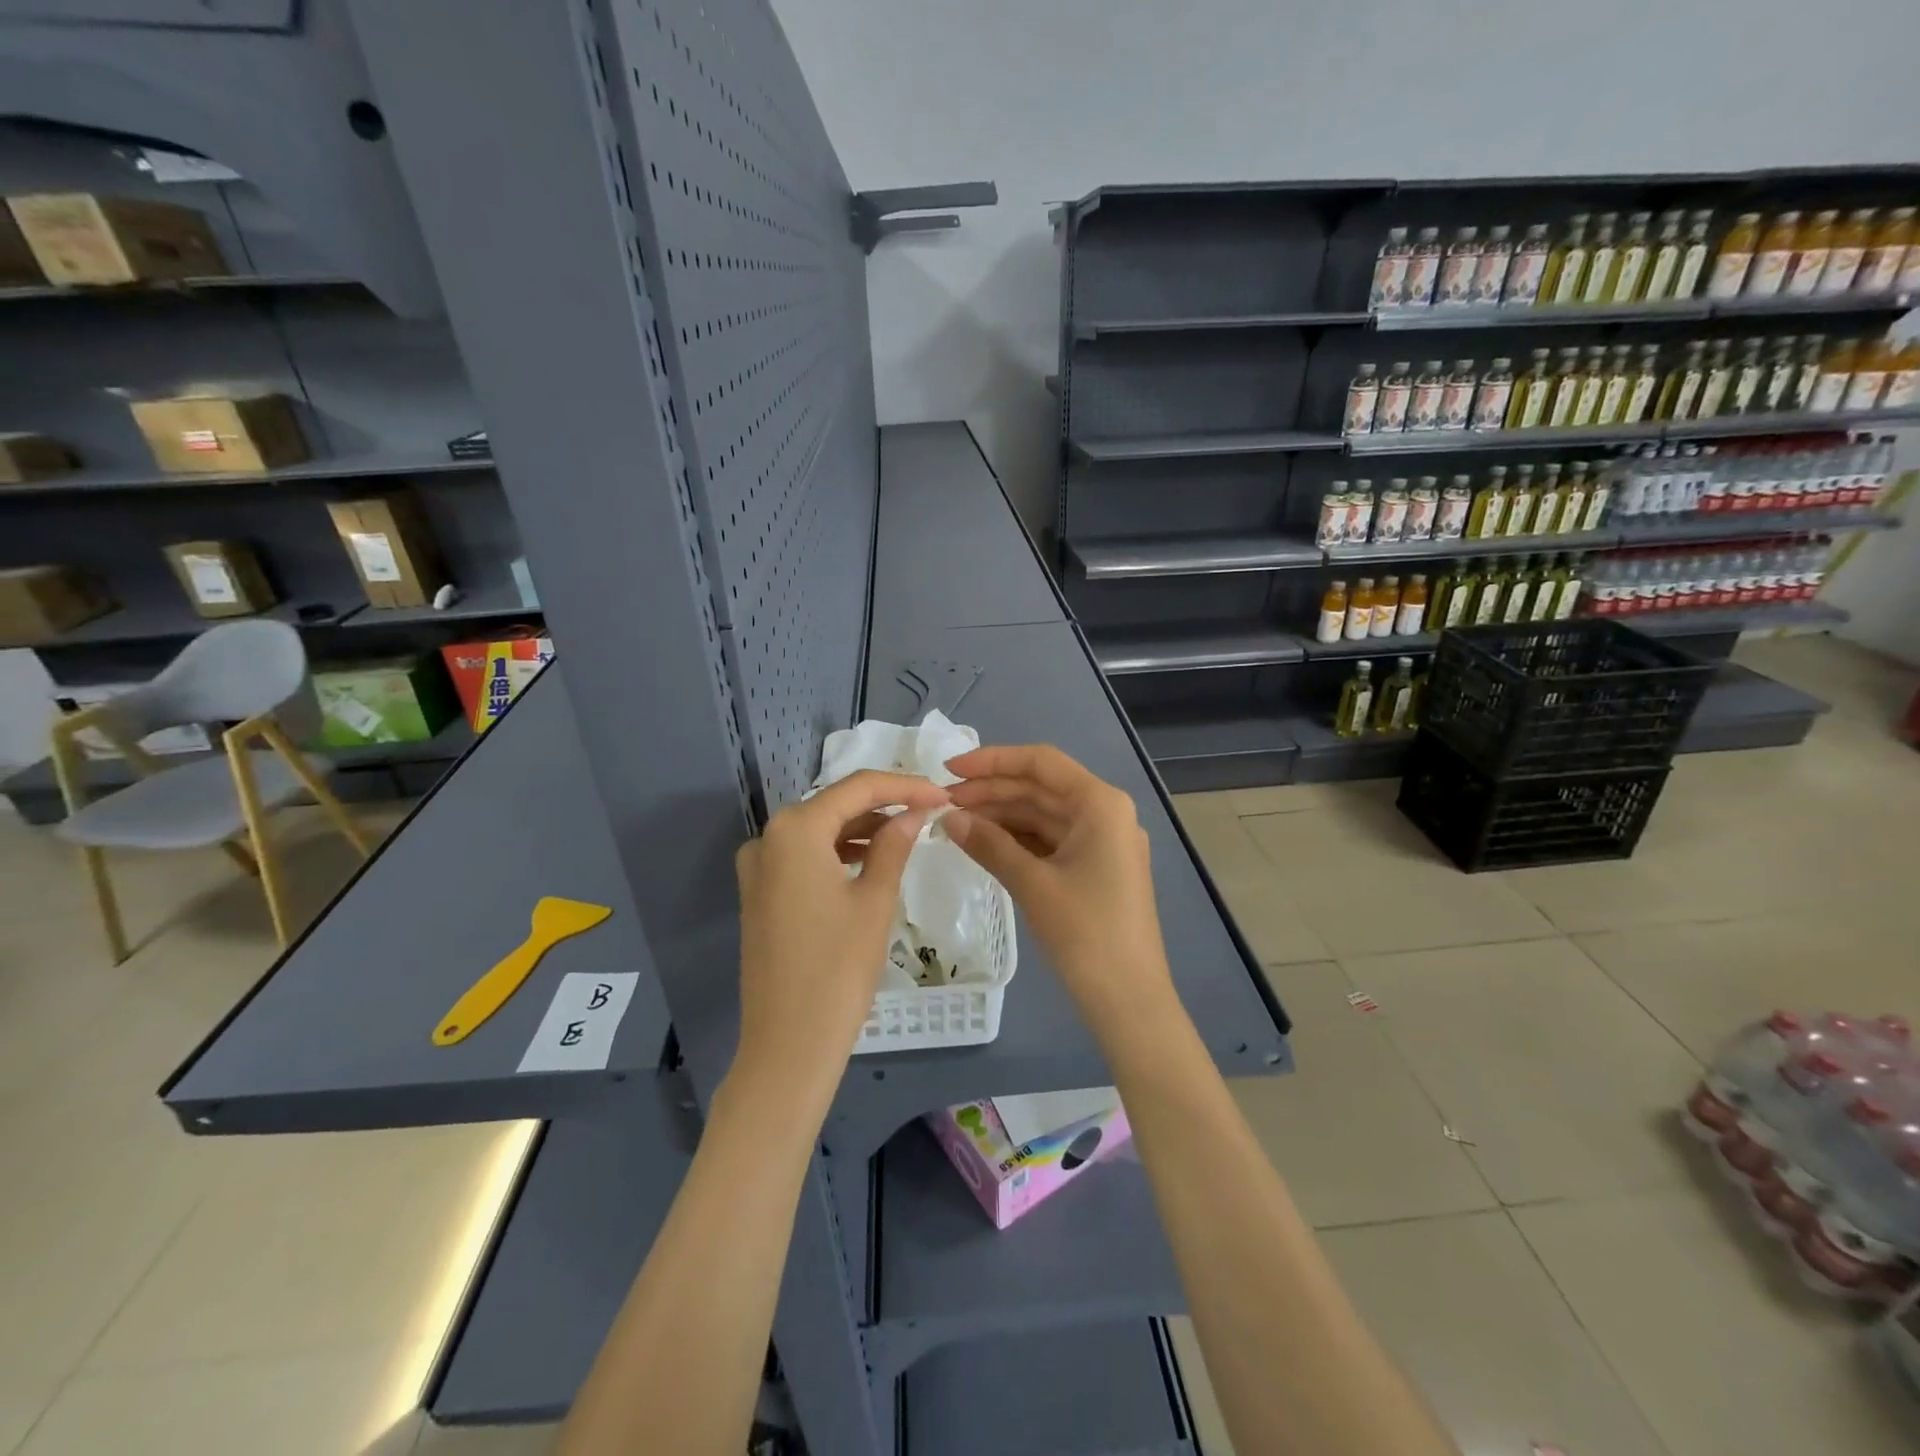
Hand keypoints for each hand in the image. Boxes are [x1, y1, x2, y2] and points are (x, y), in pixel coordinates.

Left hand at [733, 770, 947, 1096]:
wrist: (788, 1044)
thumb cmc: (838, 968)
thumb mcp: (874, 900)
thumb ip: (894, 845)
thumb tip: (915, 812)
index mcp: (795, 830)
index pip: (857, 788)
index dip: (904, 786)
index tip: (943, 795)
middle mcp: (768, 838)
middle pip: (834, 805)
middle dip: (883, 805)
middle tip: (929, 812)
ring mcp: (758, 867)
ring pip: (819, 831)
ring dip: (862, 829)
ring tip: (907, 835)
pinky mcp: (759, 894)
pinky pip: (803, 857)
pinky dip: (838, 853)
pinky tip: (870, 862)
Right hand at [942, 745, 1172, 1024]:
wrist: (1129, 1000)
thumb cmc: (1086, 934)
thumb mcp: (1033, 884)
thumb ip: (989, 845)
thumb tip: (947, 818)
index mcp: (1100, 804)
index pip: (1041, 762)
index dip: (992, 761)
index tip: (949, 769)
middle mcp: (1104, 813)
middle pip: (1040, 788)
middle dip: (991, 791)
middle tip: (942, 803)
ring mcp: (1101, 842)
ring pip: (1042, 815)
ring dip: (1001, 816)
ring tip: (954, 824)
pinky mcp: (1094, 868)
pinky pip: (1049, 841)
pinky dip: (1016, 840)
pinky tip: (982, 844)